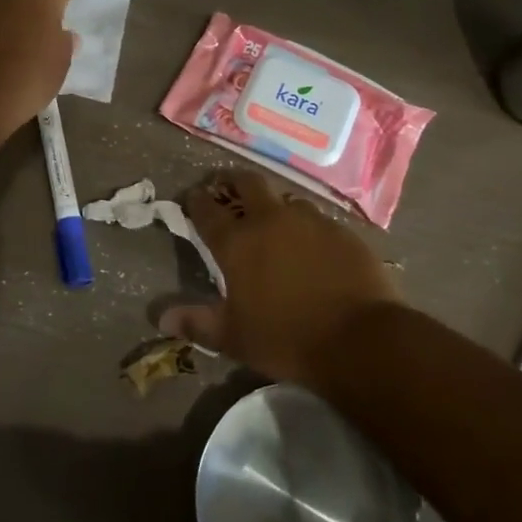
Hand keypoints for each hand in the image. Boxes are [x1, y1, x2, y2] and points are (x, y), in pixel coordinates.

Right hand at [160, 170, 399, 382]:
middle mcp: (271, 220)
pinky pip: (317, 219)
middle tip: (227, 188)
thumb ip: (198, 323)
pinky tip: (311, 244)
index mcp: (237, 242)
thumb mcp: (234, 337)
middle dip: (233, 181)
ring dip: (274, 204)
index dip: (197, 200)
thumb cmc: (286, 338)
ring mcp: (310, 221)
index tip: (192, 197)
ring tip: (272, 220)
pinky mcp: (342, 231)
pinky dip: (306, 226)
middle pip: (248, 183)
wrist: (360, 339)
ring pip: (286, 199)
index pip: (207, 210)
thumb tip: (161, 318)